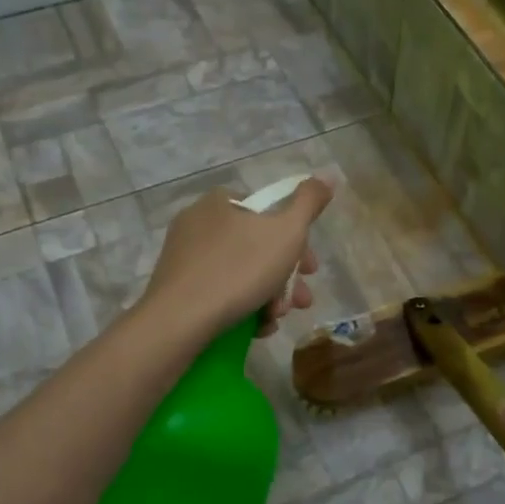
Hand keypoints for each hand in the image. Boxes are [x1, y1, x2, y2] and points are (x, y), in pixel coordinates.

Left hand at [141, 179, 333, 339]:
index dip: (298, 241)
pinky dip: (243, 307)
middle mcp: (198, 222)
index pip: (269, 212)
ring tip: (277, 320)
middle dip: (286, 277)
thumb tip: (327, 176)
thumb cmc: (239, 269)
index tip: (311, 269)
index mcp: (221, 201)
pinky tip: (256, 327)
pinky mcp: (177, 287)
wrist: (180, 319)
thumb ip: (309, 203)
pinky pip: (220, 292)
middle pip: (258, 246)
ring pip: (242, 273)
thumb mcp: (287, 232)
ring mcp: (185, 256)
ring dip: (269, 296)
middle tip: (301, 301)